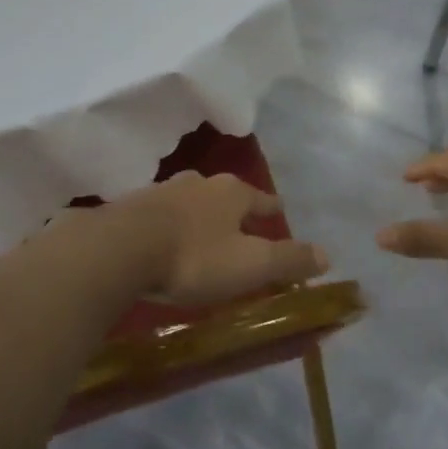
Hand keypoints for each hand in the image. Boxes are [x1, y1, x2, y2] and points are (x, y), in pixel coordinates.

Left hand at [114, 171, 327, 305]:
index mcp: (231, 193)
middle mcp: (198, 184)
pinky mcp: (131, 209)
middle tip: (242, 224)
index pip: (261, 198)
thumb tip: (328, 255)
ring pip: (190, 201)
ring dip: (200, 215)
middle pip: (224, 195)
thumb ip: (289, 259)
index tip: (280, 210)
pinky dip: (170, 226)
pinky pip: (160, 215)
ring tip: (204, 231)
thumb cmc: (194, 257)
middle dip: (234, 208)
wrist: (119, 250)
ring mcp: (161, 192)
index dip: (272, 208)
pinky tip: (165, 239)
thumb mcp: (250, 264)